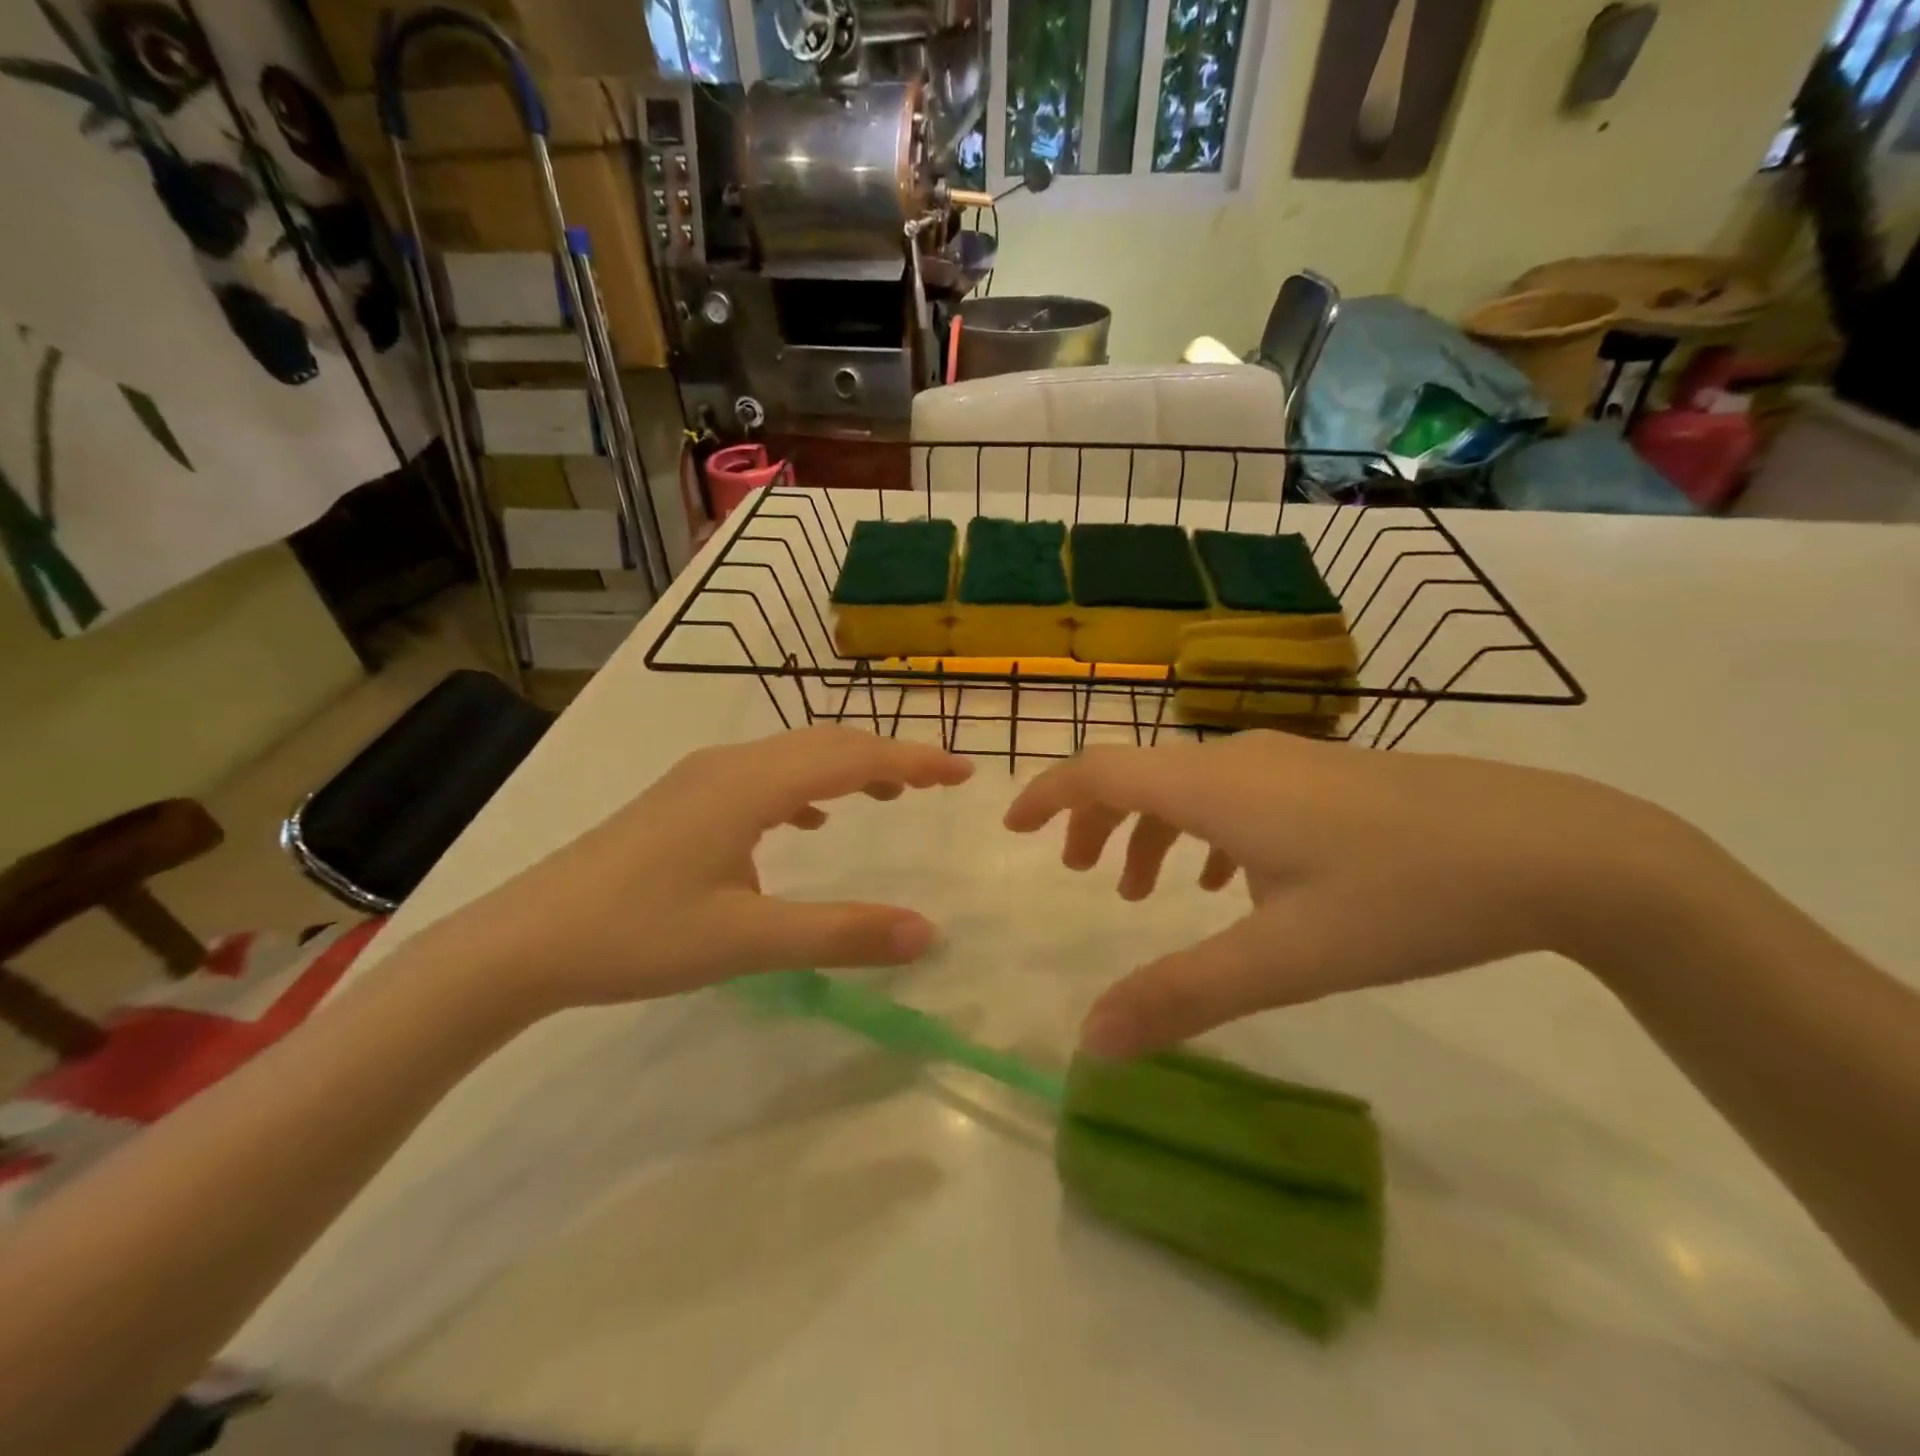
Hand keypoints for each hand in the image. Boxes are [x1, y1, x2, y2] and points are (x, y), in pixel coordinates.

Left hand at [438, 726, 973, 1015]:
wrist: (523, 941)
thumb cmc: (637, 935)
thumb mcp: (748, 941)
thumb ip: (841, 934)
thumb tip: (927, 933)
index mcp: (751, 784)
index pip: (853, 756)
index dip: (915, 758)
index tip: (965, 771)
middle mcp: (730, 764)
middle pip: (827, 743)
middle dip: (890, 755)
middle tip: (939, 780)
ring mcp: (700, 778)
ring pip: (793, 755)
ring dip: (847, 767)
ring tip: (889, 793)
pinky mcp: (682, 800)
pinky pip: (763, 776)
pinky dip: (805, 787)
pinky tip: (808, 822)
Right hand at [1005, 732, 1696, 1056]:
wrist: (1554, 848)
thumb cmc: (1404, 895)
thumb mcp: (1285, 957)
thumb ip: (1182, 996)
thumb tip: (1090, 1042)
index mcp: (1214, 787)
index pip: (1100, 769)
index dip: (1048, 794)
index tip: (1014, 828)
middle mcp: (1240, 759)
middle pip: (1138, 774)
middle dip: (1096, 820)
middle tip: (1079, 875)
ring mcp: (1288, 762)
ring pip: (1189, 786)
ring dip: (1151, 830)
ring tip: (1145, 891)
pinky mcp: (1327, 778)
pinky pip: (1235, 795)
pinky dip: (1205, 833)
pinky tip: (1231, 884)